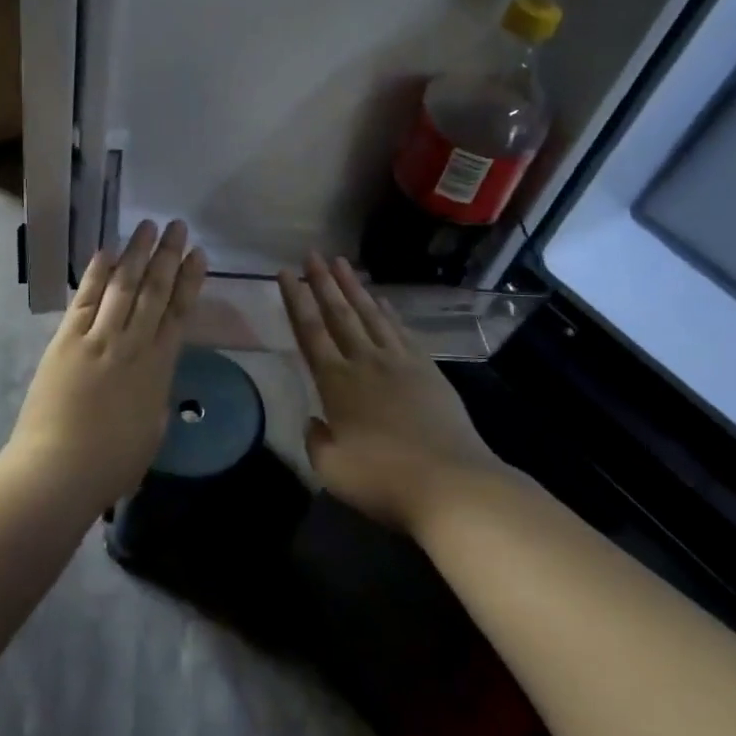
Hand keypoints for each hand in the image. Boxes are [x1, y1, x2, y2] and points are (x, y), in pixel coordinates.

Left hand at [7, 220, 207, 508]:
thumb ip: (156, 396)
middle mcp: (132, 344)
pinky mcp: (66, 341)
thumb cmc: (112, 462)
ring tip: (147, 226)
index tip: (199, 254)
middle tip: (178, 226)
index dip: (190, 280)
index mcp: (159, 367)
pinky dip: (96, 275)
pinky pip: (85, 300)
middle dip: (168, 256)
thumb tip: (153, 377)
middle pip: (154, 290)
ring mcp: (98, 339)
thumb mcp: (153, 429)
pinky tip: (106, 253)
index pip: (179, 312)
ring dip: (136, 254)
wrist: (59, 470)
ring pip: (123, 286)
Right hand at [278, 254, 504, 534]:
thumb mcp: (333, 469)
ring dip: (354, 287)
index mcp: (336, 383)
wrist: (450, 481)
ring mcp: (399, 362)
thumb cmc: (384, 479)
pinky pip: (401, 330)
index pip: (309, 332)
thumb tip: (315, 421)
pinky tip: (382, 300)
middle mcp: (365, 362)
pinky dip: (388, 311)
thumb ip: (316, 441)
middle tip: (312, 254)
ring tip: (342, 263)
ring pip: (370, 314)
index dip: (295, 301)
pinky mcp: (427, 369)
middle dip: (323, 282)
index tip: (285, 273)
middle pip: (339, 313)